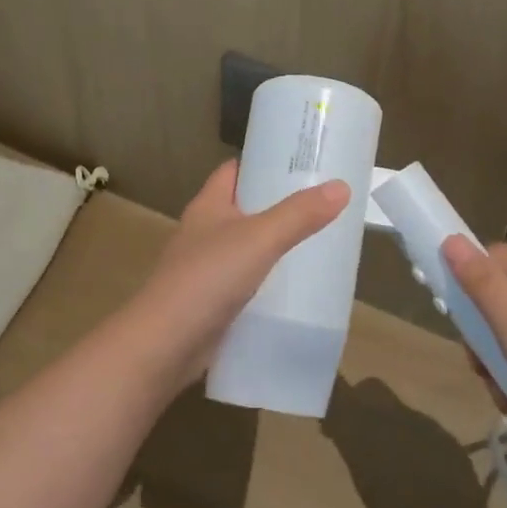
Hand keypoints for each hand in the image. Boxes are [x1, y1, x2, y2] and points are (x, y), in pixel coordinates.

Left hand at [124, 160, 348, 382]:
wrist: (165, 344)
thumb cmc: (208, 278)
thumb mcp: (260, 239)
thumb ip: (299, 214)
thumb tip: (341, 186)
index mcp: (208, 206)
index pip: (235, 171)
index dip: (264, 163)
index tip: (301, 163)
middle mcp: (204, 231)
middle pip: (245, 208)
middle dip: (279, 205)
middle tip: (323, 203)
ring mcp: (206, 268)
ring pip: (247, 247)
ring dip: (276, 245)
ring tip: (319, 242)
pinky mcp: (212, 301)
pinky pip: (246, 282)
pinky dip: (268, 281)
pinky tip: (296, 287)